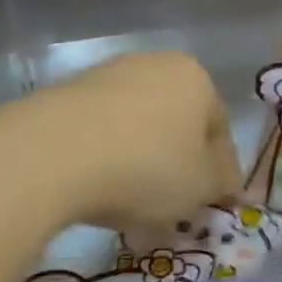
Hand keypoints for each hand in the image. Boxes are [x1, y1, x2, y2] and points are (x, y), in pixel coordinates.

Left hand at [25, 52, 242, 235]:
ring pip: (136, 133)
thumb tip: (228, 180)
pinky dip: (104, 164)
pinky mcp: (65, 96)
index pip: (219, 129)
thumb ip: (223, 182)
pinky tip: (96, 197)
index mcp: (194, 78)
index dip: (218, 174)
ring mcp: (105, 77)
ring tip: (129, 215)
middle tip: (169, 214)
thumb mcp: (202, 185)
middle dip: (175, 172)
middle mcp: (152, 66)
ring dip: (139, 170)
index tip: (208, 208)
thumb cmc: (146, 166)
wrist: (53, 153)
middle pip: (174, 128)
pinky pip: (98, 136)